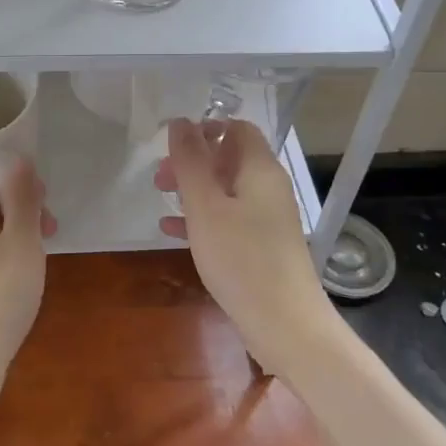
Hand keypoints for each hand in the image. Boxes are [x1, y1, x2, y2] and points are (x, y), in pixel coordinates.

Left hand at [0, 157, 56, 422]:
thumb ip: (21, 198)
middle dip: (26, 204)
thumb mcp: (20, 240)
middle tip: (49, 227)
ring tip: (45, 250)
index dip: (18, 175)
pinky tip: (31, 274)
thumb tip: (17, 157)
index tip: (43, 198)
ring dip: (25, 231)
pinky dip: (17, 256)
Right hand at [155, 118, 333, 375]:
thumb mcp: (206, 207)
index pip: (238, 129)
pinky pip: (228, 219)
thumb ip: (191, 162)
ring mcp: (268, 219)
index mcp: (261, 170)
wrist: (285, 324)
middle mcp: (269, 188)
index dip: (206, 129)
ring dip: (193, 190)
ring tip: (160, 198)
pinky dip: (202, 218)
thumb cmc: (242, 259)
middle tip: (159, 177)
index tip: (173, 146)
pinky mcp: (262, 246)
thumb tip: (180, 122)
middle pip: (230, 158)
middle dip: (193, 162)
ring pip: (226, 190)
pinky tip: (171, 231)